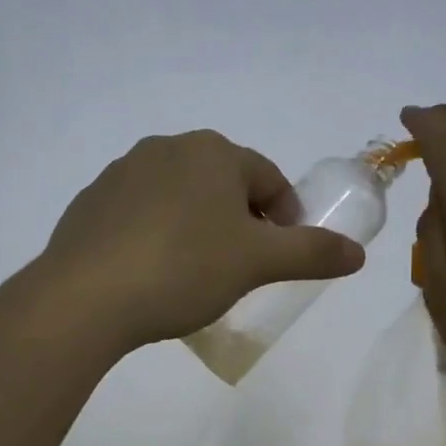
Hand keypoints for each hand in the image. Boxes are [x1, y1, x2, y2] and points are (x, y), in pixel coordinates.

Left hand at [42, 129, 364, 349]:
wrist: (87, 297)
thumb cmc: (185, 269)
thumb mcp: (258, 264)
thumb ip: (311, 253)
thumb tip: (358, 254)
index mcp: (213, 152)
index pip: (268, 179)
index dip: (285, 218)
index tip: (283, 257)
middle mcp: (167, 148)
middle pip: (223, 184)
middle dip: (241, 222)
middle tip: (242, 268)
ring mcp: (121, 173)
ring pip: (179, 198)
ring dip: (198, 227)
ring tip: (197, 275)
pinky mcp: (91, 204)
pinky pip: (140, 215)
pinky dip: (157, 236)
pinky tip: (152, 274)